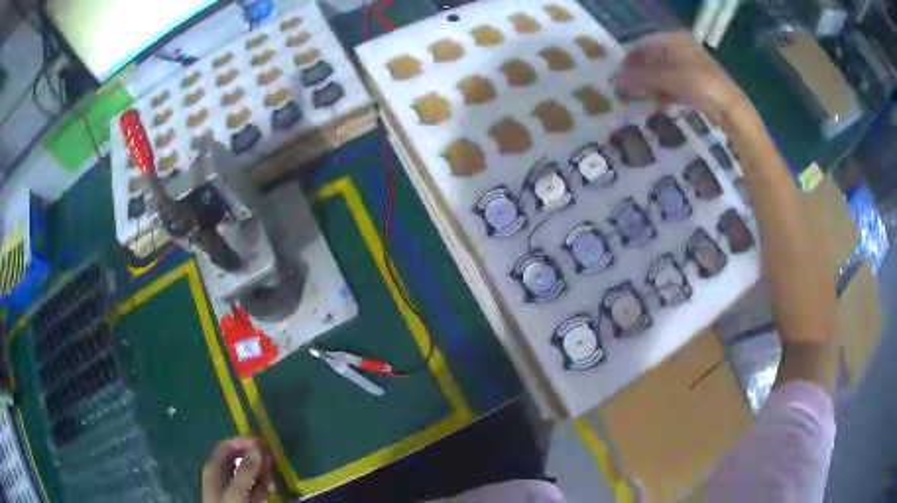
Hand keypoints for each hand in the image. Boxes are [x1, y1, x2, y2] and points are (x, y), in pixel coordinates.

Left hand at [202, 437, 272, 502]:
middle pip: (238, 458)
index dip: (244, 442)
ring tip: (272, 483)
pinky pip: (250, 486)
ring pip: (246, 473)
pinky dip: (260, 486)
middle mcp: (221, 473)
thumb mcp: (237, 491)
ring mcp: (230, 486)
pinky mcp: (239, 497)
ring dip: (261, 474)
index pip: (227, 446)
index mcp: (214, 468)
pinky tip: (268, 492)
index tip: (263, 443)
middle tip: (273, 462)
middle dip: (256, 459)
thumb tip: (257, 446)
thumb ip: (245, 470)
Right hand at [615, 32, 746, 127]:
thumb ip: (640, 77)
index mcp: (673, 40)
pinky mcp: (696, 84)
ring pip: (663, 74)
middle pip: (653, 60)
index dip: (629, 59)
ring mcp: (690, 67)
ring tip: (640, 102)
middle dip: (640, 76)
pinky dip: (663, 94)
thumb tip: (615, 80)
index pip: (643, 44)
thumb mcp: (666, 78)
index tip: (619, 75)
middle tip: (628, 91)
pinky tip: (655, 106)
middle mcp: (681, 49)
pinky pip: (673, 86)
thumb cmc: (698, 84)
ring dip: (650, 88)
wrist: (730, 108)